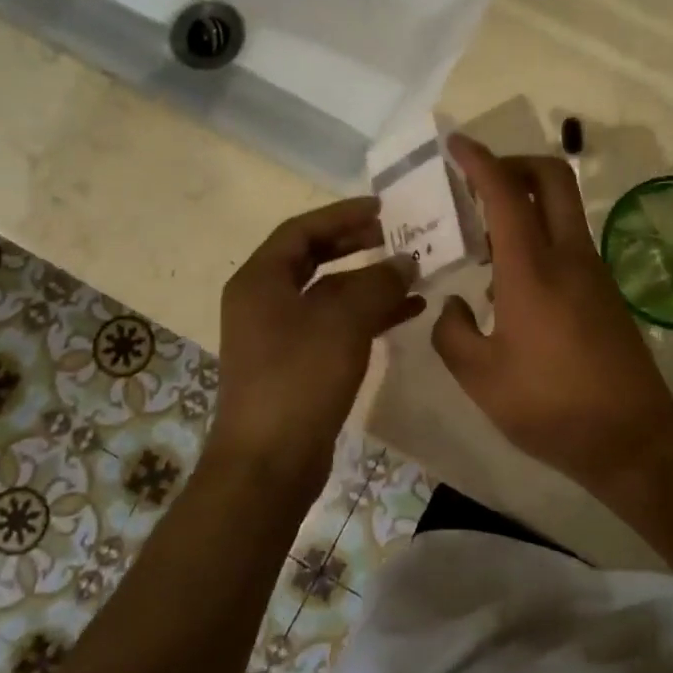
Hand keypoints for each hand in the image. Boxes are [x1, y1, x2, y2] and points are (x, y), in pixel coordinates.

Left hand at [212, 199, 422, 490]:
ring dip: (369, 283)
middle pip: (313, 259)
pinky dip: (368, 316)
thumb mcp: (343, 322)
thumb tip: (406, 261)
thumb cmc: (299, 380)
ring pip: (329, 294)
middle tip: (394, 235)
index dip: (342, 215)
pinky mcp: (297, 364)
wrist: (269, 463)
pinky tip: (407, 312)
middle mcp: (263, 301)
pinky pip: (335, 325)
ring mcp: (278, 335)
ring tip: (412, 273)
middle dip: (355, 245)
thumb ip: (378, 284)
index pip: (302, 230)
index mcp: (260, 281)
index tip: (382, 209)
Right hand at [432, 136, 672, 494]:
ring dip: (526, 200)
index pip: (504, 191)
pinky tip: (510, 277)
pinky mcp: (605, 290)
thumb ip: (452, 332)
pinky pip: (568, 239)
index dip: (478, 160)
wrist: (632, 437)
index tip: (455, 144)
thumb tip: (452, 305)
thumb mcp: (481, 378)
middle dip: (513, 162)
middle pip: (551, 177)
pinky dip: (538, 232)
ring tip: (484, 233)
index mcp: (532, 269)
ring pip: (562, 207)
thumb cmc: (550, 407)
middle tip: (477, 181)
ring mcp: (593, 270)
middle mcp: (568, 255)